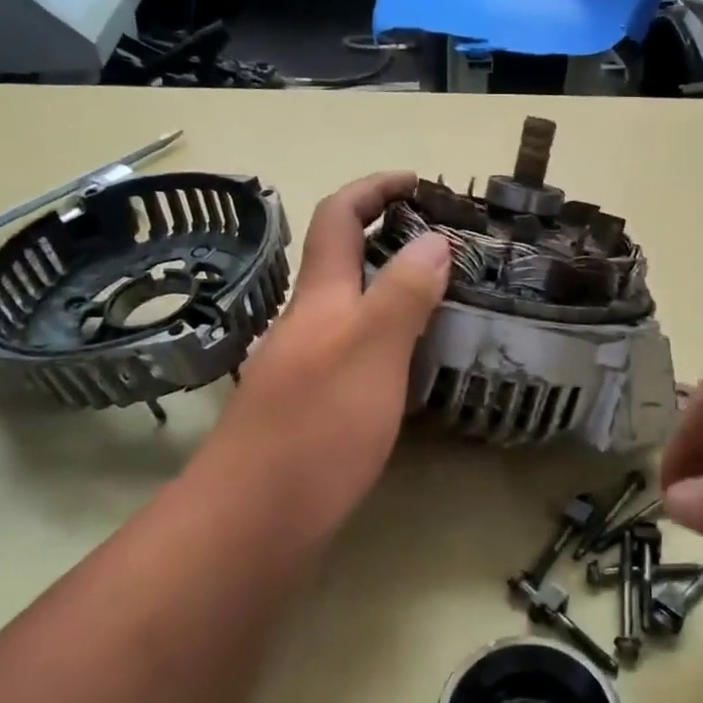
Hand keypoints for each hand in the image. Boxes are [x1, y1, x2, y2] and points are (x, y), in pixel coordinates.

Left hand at [210, 172, 448, 539]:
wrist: (252, 522)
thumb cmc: (316, 428)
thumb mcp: (371, 351)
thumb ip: (402, 293)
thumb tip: (433, 239)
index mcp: (319, 298)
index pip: (338, 217)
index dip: (374, 188)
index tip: (418, 181)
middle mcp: (306, 322)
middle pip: (342, 260)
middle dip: (389, 236)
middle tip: (449, 246)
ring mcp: (304, 365)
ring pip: (351, 308)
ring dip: (392, 289)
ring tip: (446, 300)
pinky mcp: (311, 405)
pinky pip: (355, 351)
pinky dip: (389, 338)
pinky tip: (414, 364)